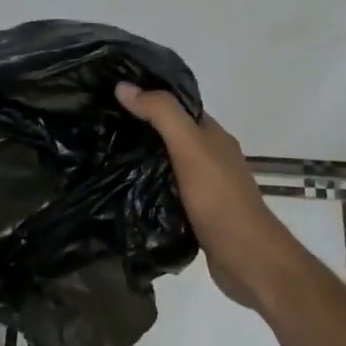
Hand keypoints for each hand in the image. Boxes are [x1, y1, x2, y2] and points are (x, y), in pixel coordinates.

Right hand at [115, 82, 294, 308]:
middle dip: (138, 129)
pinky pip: (167, 193)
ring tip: (101, 157)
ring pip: (167, 165)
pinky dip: (147, 189)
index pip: (176, 106)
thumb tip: (124, 86)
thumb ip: (162, 115)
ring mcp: (205, 187)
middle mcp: (210, 157)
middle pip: (170, 135)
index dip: (147, 97)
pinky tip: (122, 193)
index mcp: (212, 135)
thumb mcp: (190, 148)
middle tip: (98, 127)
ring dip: (141, 161)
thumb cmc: (220, 199)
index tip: (110, 96)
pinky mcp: (197, 214)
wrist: (248, 259)